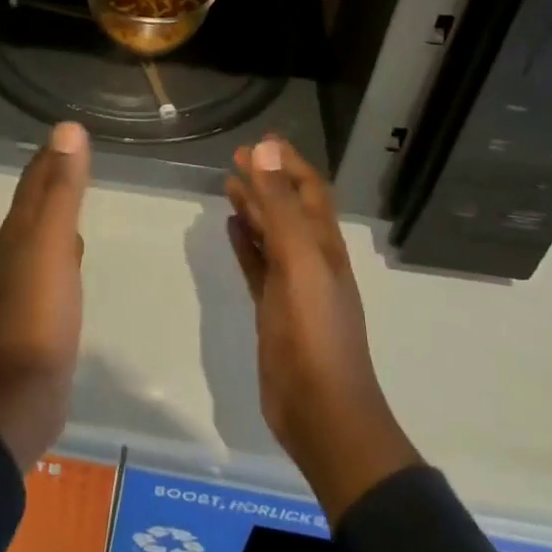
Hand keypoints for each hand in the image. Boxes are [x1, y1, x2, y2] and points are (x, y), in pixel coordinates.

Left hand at [0, 121, 90, 472]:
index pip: (34, 179)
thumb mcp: (52, 243)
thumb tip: (68, 129)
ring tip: (77, 192)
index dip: (50, 153)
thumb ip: (61, 188)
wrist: (18, 396)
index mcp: (18, 230)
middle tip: (78, 154)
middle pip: (34, 201)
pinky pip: (52, 262)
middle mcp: (16, 249)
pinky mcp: (38, 310)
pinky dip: (63, 244)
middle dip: (53, 175)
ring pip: (42, 230)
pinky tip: (74, 251)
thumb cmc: (37, 314)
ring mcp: (24, 282)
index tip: (71, 131)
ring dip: (57, 208)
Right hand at [225, 136, 420, 522]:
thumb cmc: (315, 330)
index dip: (288, 163)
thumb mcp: (298, 259)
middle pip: (288, 207)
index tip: (261, 140)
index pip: (309, 189)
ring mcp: (292, 285)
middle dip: (266, 179)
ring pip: (271, 234)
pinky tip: (231, 229)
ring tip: (228, 184)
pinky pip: (257, 264)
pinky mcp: (272, 308)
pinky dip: (245, 243)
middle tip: (236, 156)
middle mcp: (310, 258)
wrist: (322, 411)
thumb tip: (264, 149)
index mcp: (323, 243)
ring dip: (253, 207)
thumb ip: (280, 205)